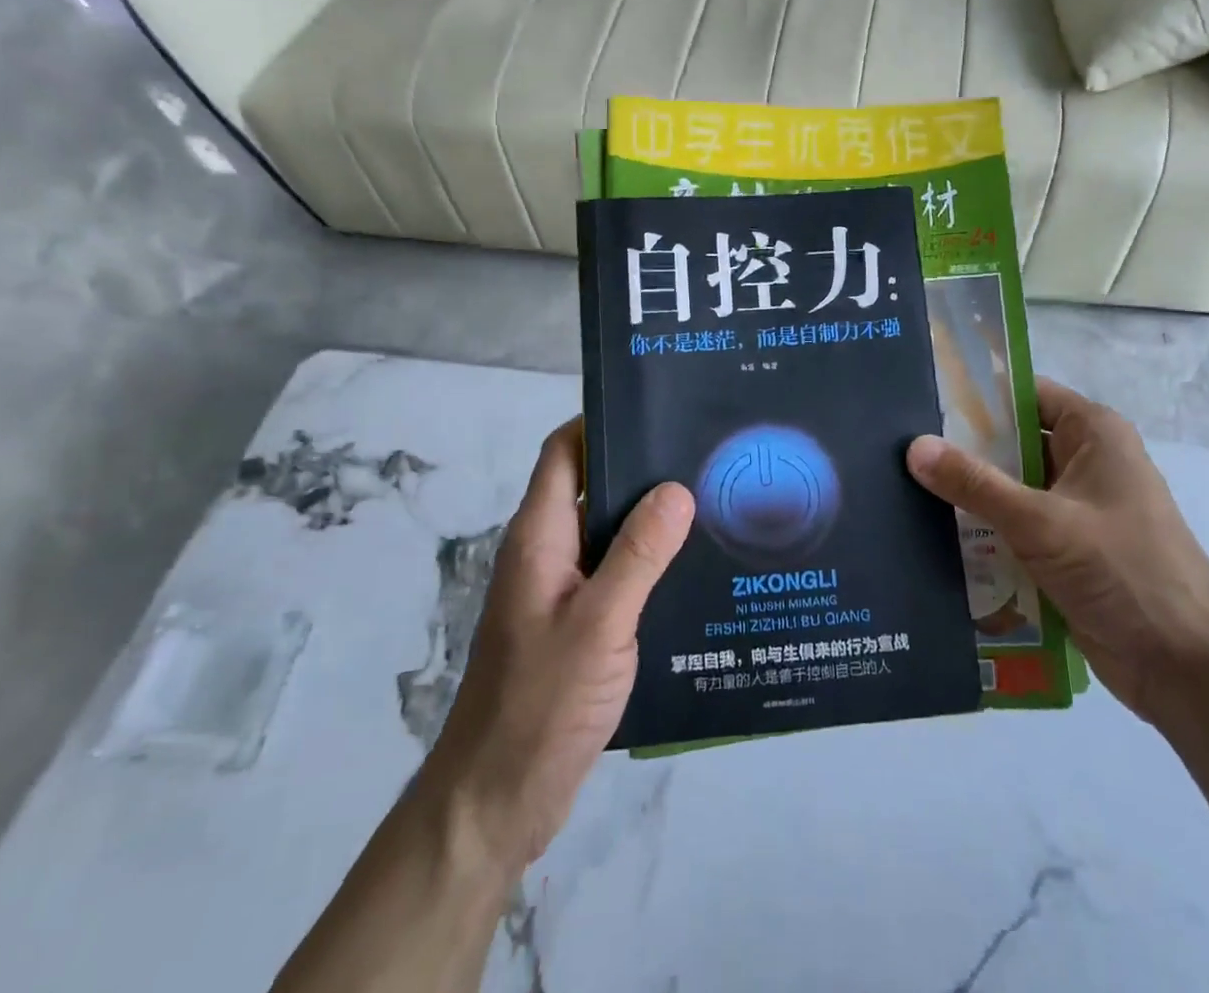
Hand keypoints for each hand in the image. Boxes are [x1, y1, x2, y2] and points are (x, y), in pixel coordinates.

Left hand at [423, 418, 693, 875]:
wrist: (496, 800)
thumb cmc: (541, 703)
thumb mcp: (599, 622)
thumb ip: (639, 554)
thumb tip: (676, 488)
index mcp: (539, 537)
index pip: (564, 451)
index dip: (600, 421)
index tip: (656, 408)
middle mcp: (547, 553)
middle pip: (590, 486)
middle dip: (640, 465)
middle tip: (703, 452)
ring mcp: (560, 591)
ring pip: (608, 532)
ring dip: (650, 517)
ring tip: (713, 501)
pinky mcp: (576, 625)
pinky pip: (616, 574)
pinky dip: (649, 561)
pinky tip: (695, 568)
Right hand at [907, 378, 1208, 728]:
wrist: (1187, 667)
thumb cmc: (1123, 571)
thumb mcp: (1041, 522)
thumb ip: (975, 484)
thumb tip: (913, 447)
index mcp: (1093, 434)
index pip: (1023, 394)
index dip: (974, 393)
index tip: (921, 397)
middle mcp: (1084, 462)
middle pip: (1011, 442)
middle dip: (961, 448)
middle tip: (897, 446)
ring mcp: (1075, 509)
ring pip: (1009, 488)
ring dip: (969, 494)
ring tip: (901, 486)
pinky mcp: (1066, 551)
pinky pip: (1014, 527)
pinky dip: (983, 530)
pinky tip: (933, 533)